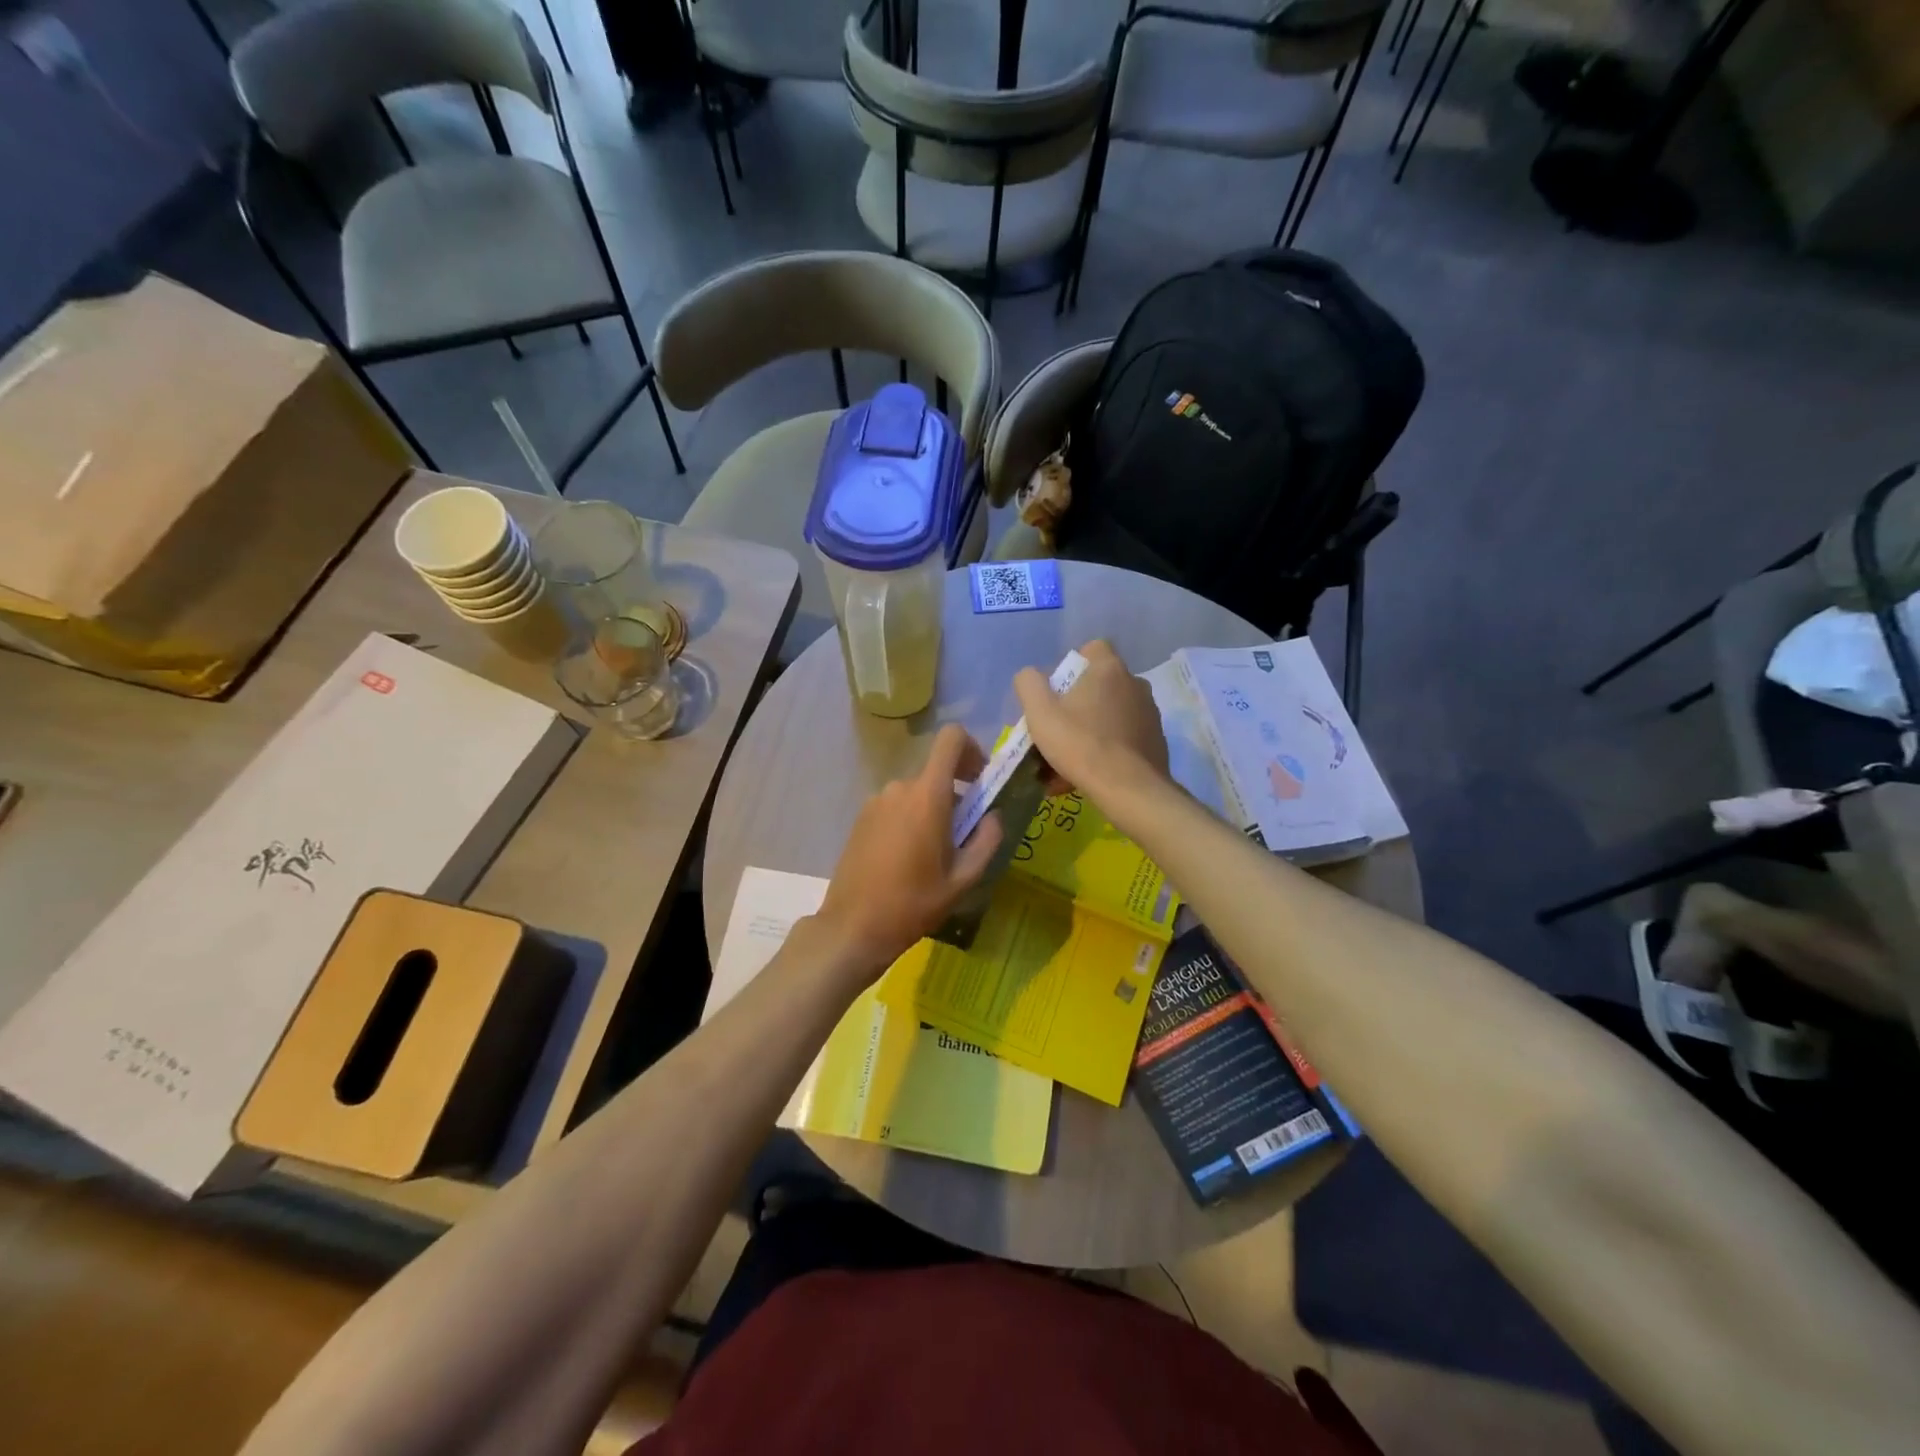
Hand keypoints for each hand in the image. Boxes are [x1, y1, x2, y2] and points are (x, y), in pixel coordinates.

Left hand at [814, 724, 1004, 977]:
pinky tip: (907, 861)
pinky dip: (910, 821)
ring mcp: (876, 801)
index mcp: (927, 795)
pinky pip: (896, 807)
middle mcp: (900, 788)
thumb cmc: (913, 903)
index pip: (951, 738)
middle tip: (963, 836)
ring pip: (916, 793)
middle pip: (936, 773)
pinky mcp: (861, 818)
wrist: (853, 927)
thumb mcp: (963, 879)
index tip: (980, 780)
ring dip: (932, 812)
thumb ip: (986, 840)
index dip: (972, 749)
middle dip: (956, 795)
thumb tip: (993, 816)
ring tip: (934, 856)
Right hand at [1014, 640, 1168, 798]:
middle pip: (1099, 686)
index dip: (1072, 666)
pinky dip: (1105, 751)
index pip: (1093, 648)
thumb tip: (1030, 676)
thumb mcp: (1040, 713)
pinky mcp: (1156, 741)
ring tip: (1066, 762)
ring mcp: (1149, 714)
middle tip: (1057, 730)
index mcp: (1109, 669)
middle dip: (1077, 705)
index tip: (1057, 690)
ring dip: (1089, 731)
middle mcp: (1135, 684)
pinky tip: (1085, 776)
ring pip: (1110, 716)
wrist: (1129, 789)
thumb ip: (1029, 685)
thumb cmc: (1080, 744)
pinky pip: (1122, 739)